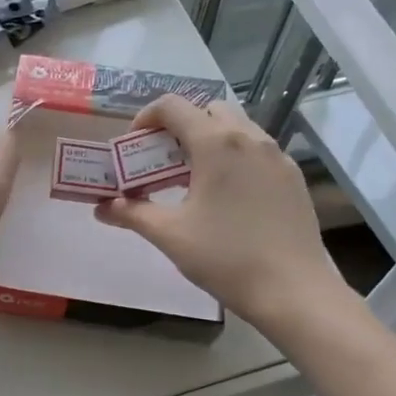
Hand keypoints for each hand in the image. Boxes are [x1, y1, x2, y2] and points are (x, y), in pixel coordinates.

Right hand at [97, 96, 347, 329]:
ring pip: (237, 128)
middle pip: (207, 110)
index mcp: (216, 144)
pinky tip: (228, 196)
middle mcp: (249, 138)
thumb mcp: (171, 235)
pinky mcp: (293, 176)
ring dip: (210, 140)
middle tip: (163, 161)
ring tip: (195, 178)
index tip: (134, 144)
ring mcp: (277, 155)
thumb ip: (133, 214)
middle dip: (180, 127)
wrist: (292, 290)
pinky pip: (258, 150)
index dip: (146, 117)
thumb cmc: (225, 258)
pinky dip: (236, 157)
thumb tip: (103, 208)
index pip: (173, 106)